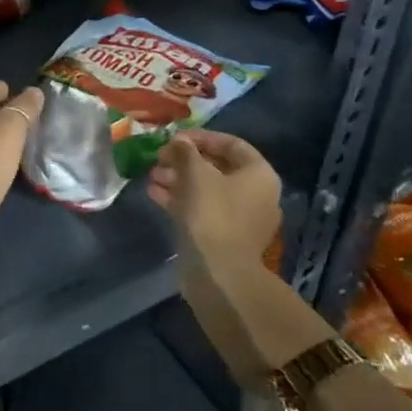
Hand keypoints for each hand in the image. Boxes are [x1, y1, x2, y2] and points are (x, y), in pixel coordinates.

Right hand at [147, 130, 282, 272]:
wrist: (218, 273)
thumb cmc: (212, 213)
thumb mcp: (196, 173)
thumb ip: (186, 151)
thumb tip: (179, 141)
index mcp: (259, 175)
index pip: (232, 144)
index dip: (202, 137)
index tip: (175, 137)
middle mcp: (255, 194)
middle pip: (217, 167)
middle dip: (184, 160)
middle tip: (158, 157)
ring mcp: (239, 219)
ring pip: (206, 190)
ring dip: (178, 179)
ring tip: (151, 175)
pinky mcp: (222, 237)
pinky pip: (201, 209)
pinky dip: (180, 200)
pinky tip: (154, 194)